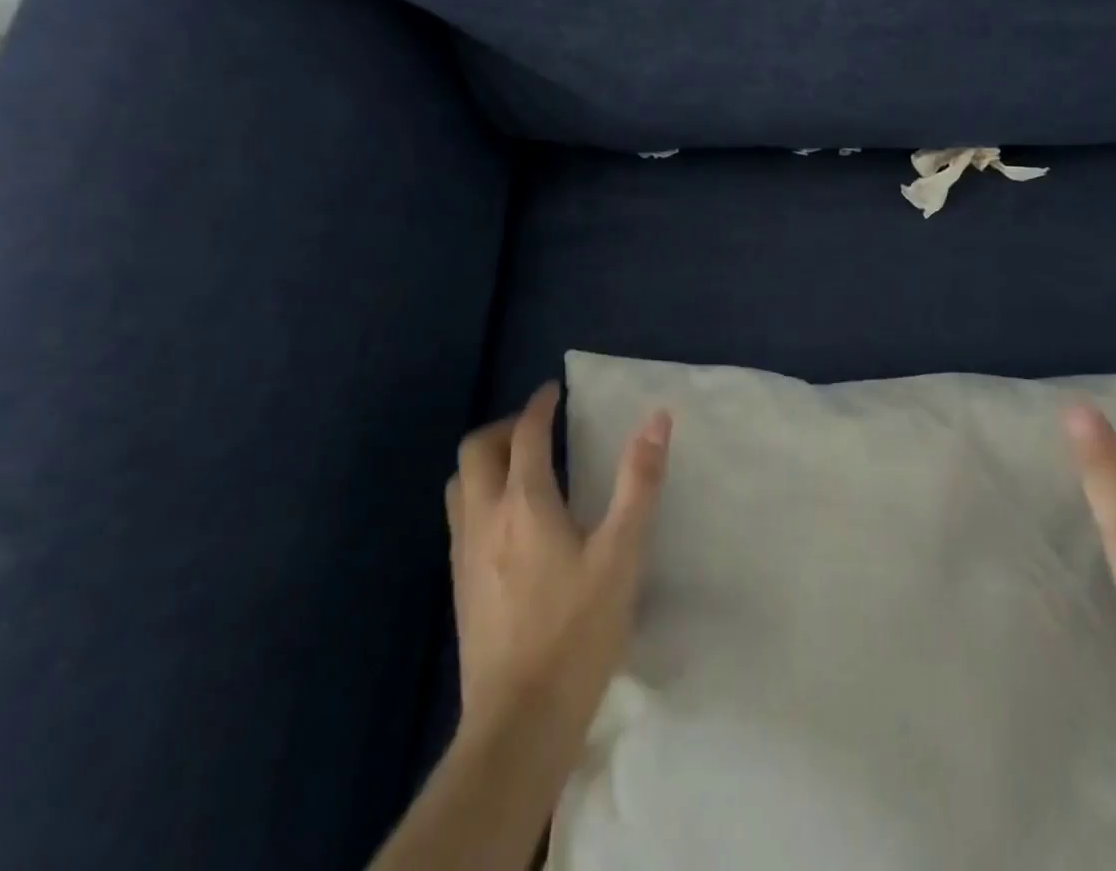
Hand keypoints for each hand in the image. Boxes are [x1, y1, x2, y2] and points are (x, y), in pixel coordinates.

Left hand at [446, 383, 672, 734]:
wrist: (519, 723)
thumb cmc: (577, 631)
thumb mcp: (622, 554)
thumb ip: (639, 482)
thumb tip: (656, 420)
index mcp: (524, 503)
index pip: (524, 435)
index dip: (538, 406)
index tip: (553, 392)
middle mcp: (485, 518)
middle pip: (476, 452)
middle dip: (504, 428)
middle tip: (537, 429)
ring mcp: (465, 554)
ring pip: (459, 485)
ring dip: (485, 462)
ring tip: (520, 468)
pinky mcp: (459, 587)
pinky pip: (460, 518)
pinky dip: (480, 496)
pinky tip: (509, 523)